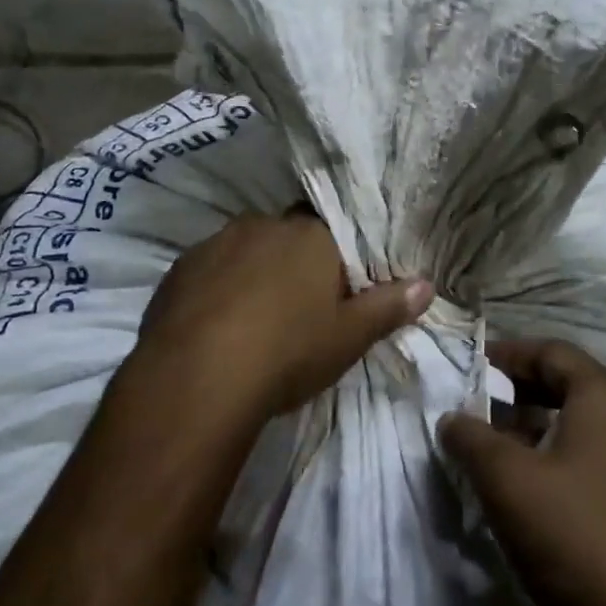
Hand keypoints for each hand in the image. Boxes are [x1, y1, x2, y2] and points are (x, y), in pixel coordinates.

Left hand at [130, 210, 433, 425]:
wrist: (197, 379)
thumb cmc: (288, 352)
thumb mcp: (349, 337)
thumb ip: (389, 307)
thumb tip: (427, 285)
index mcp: (310, 236)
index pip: (330, 230)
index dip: (333, 257)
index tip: (333, 288)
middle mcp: (262, 226)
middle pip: (285, 236)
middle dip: (291, 261)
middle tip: (296, 307)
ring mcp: (215, 244)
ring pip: (244, 250)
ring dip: (251, 272)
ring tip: (252, 319)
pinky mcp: (178, 269)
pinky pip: (208, 271)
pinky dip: (216, 289)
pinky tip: (215, 326)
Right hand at [438, 340, 605, 605]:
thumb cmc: (569, 534)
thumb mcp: (505, 479)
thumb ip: (470, 437)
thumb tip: (451, 418)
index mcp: (605, 399)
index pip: (553, 352)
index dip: (508, 354)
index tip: (469, 366)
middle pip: (567, 383)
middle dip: (517, 389)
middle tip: (474, 403)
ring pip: (576, 421)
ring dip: (531, 423)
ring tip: (488, 441)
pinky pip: (588, 453)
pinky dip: (551, 451)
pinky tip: (520, 478)